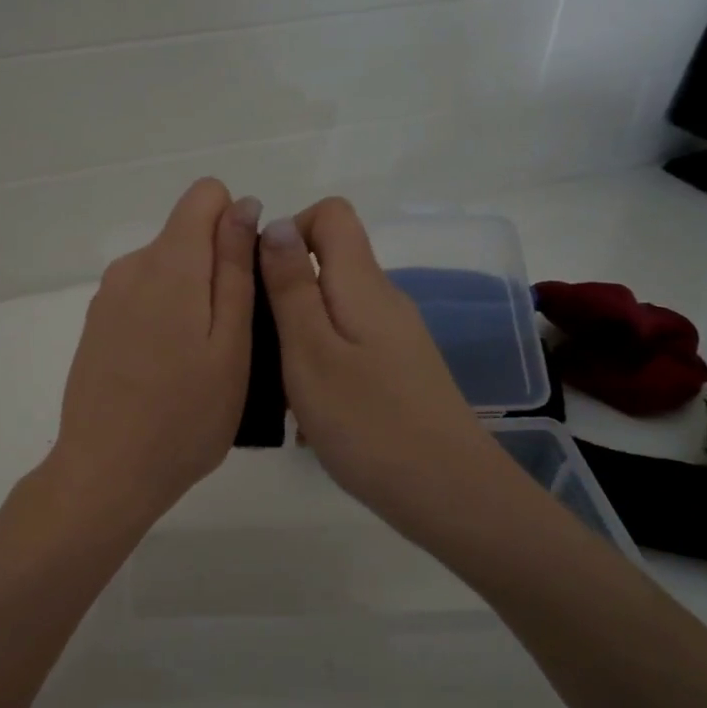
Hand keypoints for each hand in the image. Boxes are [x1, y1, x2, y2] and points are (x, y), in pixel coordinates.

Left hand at [45, 179, 260, 537]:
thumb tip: (243, 206)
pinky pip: (143, 297)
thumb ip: (236, 268)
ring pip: (166, 269)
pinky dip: (165, 318)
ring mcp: (108, 296)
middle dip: (217, 268)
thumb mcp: (231, 344)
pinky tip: (167, 371)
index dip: (235, 226)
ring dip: (192, 298)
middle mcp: (132, 266)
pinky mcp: (97, 324)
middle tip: (231, 340)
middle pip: (186, 235)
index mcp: (170, 263)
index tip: (244, 281)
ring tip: (201, 363)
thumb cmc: (186, 417)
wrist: (107, 472)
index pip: (205, 195)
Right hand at [259, 198, 507, 550]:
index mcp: (363, 284)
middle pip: (330, 262)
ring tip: (278, 386)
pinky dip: (320, 364)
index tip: (261, 281)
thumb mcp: (311, 351)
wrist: (447, 492)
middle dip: (284, 292)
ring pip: (334, 310)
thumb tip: (276, 223)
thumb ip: (291, 286)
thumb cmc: (368, 422)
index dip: (289, 231)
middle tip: (259, 345)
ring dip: (298, 335)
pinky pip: (348, 346)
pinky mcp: (398, 371)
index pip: (331, 214)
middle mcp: (384, 300)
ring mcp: (395, 338)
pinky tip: (309, 412)